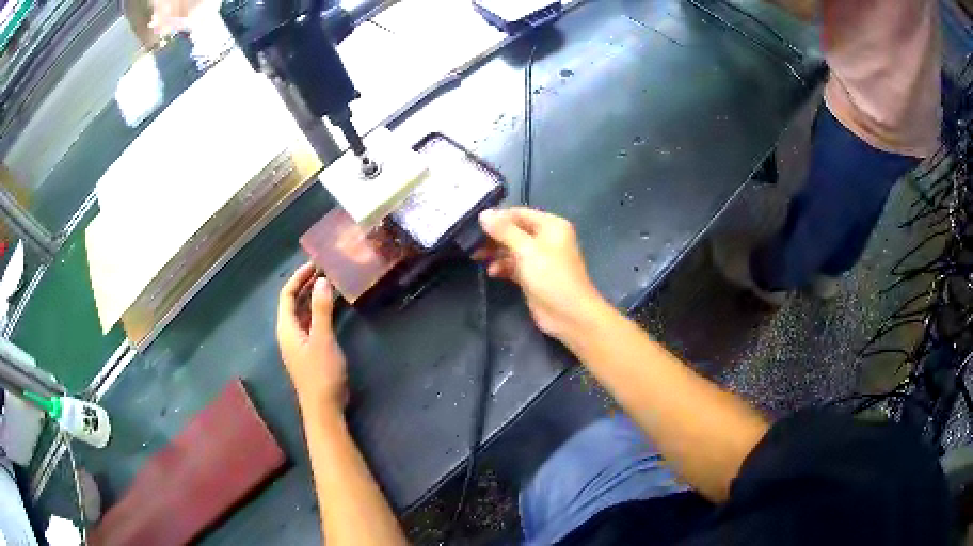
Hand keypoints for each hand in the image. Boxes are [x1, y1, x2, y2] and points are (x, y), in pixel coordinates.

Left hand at [277, 263, 347, 411]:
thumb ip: (321, 309)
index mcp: (286, 328)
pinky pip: (309, 324)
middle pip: (292, 302)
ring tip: (328, 284)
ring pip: (301, 313)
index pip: (286, 295)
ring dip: (311, 297)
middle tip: (324, 270)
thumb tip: (321, 281)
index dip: (298, 277)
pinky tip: (331, 309)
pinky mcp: (307, 352)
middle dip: (305, 285)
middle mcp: (288, 333)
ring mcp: (297, 343)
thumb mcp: (322, 339)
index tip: (314, 265)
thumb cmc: (321, 373)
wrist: (323, 407)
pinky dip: (317, 312)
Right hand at [476, 207, 604, 338]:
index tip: (473, 224)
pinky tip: (491, 273)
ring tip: (475, 257)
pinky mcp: (533, 277)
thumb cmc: (551, 277)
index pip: (519, 213)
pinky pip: (514, 266)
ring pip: (512, 249)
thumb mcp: (526, 250)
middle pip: (514, 231)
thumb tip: (484, 213)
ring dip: (495, 252)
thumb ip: (504, 231)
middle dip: (493, 237)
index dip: (497, 218)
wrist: (569, 315)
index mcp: (550, 225)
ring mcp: (540, 259)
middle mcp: (546, 238)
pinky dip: (502, 267)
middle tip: (470, 242)